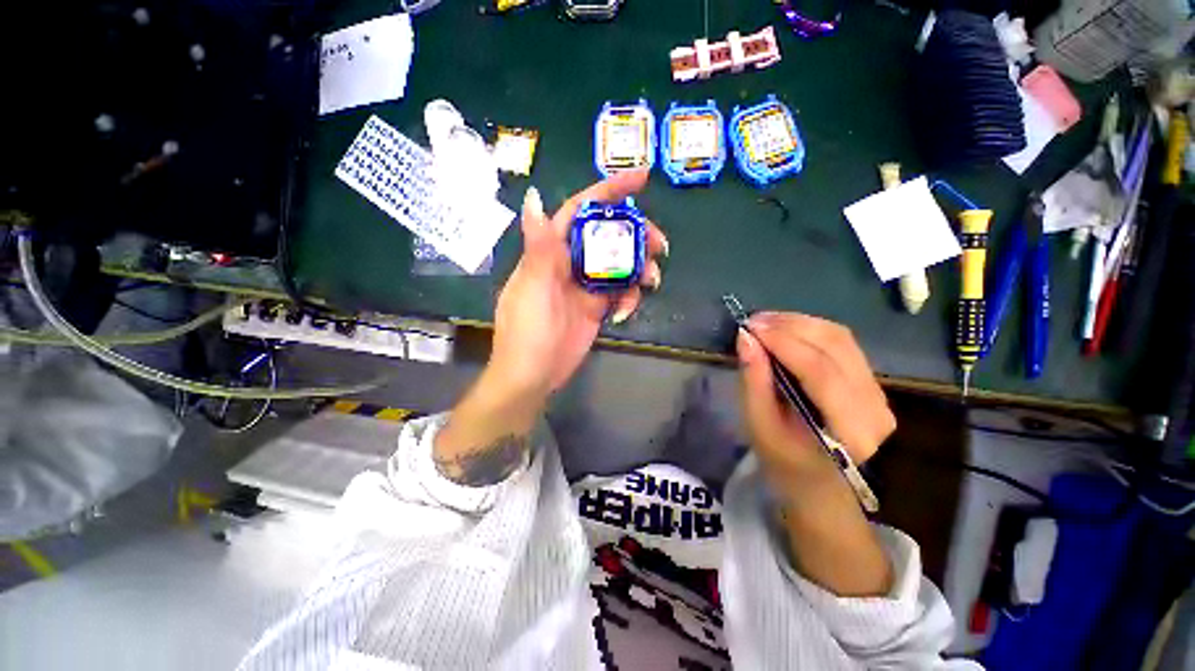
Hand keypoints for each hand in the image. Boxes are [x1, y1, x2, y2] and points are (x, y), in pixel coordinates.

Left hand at [490, 170, 668, 395]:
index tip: (641, 178)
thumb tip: (535, 197)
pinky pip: (620, 293)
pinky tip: (627, 311)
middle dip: (635, 235)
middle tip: (659, 243)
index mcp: (551, 251)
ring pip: (619, 264)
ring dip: (639, 268)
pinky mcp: (596, 307)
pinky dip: (629, 298)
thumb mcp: (533, 288)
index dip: (608, 192)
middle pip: (608, 236)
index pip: (580, 211)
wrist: (533, 376)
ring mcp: (585, 286)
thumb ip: (539, 247)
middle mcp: (570, 263)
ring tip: (653, 279)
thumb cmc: (527, 332)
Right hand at [736, 312, 894, 596]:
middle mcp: (875, 407)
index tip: (750, 326)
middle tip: (753, 321)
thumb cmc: (783, 460)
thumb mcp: (759, 425)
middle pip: (835, 348)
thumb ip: (754, 381)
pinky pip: (842, 343)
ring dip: (800, 323)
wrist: (817, 482)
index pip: (820, 372)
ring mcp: (879, 392)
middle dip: (790, 326)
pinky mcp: (871, 381)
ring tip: (765, 321)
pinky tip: (785, 329)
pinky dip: (810, 330)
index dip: (784, 343)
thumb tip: (745, 338)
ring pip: (840, 338)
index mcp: (850, 430)